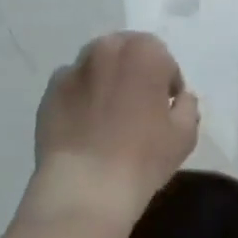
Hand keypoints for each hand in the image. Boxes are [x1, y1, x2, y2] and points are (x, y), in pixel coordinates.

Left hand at [25, 33, 199, 227]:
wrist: (85, 188)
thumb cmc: (144, 156)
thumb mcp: (185, 134)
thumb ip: (187, 105)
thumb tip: (179, 98)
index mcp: (144, 52)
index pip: (163, 59)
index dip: (167, 84)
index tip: (164, 109)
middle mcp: (107, 49)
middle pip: (127, 53)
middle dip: (135, 72)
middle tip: (137, 107)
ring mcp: (74, 69)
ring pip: (97, 66)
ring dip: (106, 80)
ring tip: (108, 116)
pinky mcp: (50, 92)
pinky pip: (73, 87)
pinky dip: (81, 97)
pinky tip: (85, 126)